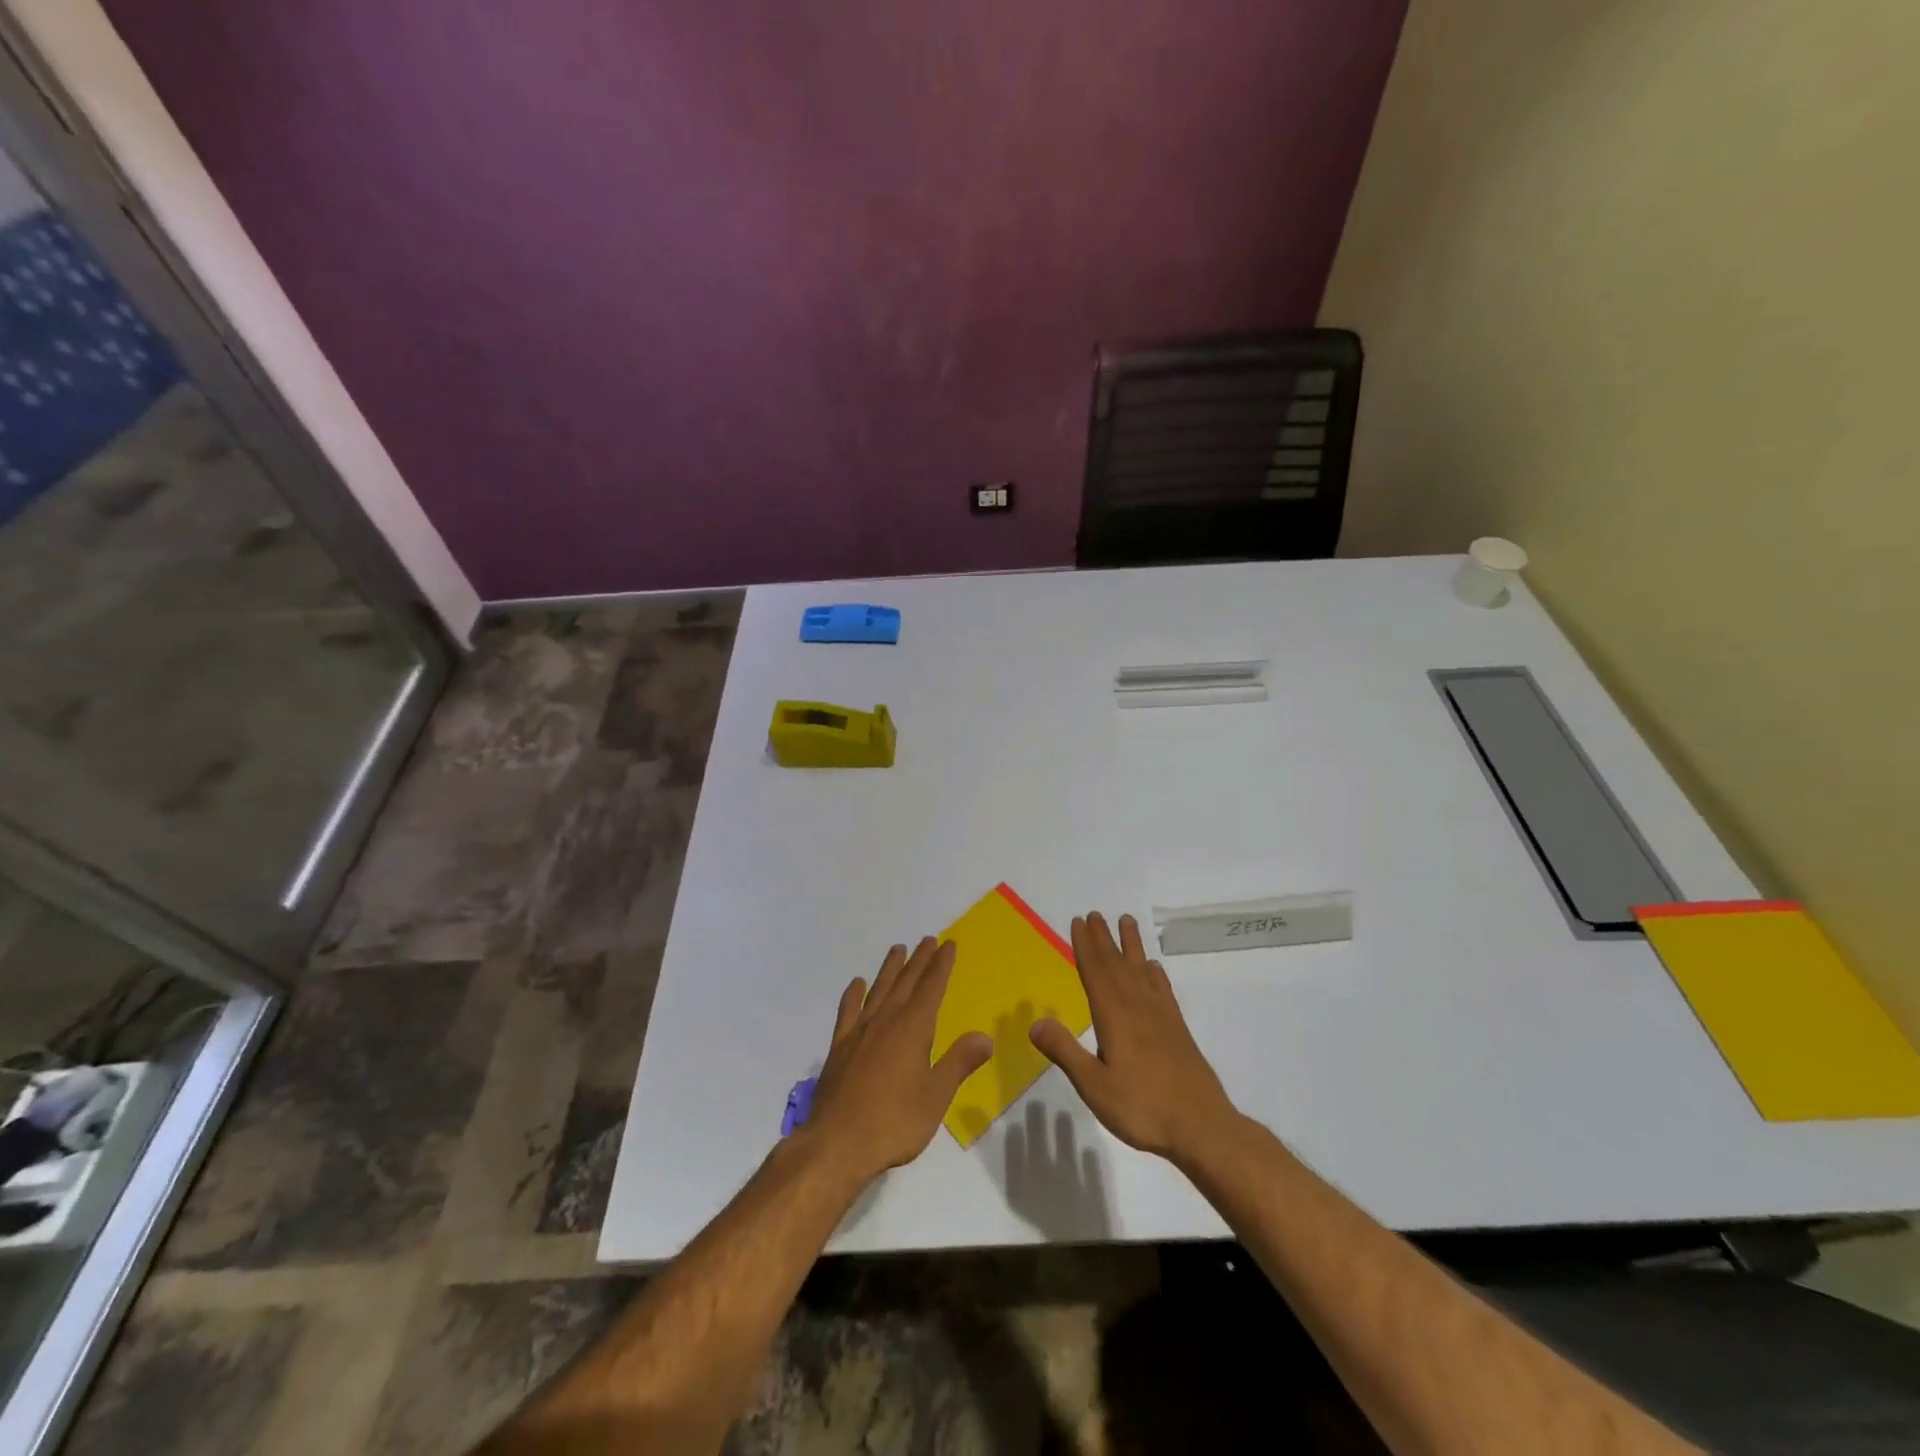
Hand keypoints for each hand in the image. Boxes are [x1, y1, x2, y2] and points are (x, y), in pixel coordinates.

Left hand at [805, 937, 992, 1184]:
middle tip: (927, 939)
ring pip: (878, 990)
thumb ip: (959, 1062)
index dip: (941, 965)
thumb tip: (985, 1037)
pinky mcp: (839, 1047)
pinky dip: (853, 995)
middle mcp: (886, 1020)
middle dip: (919, 960)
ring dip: (889, 968)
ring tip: (897, 949)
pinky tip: (857, 985)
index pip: (931, 987)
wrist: (837, 1143)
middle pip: (905, 982)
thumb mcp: (936, 1096)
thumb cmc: (894, 1121)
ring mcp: (859, 1032)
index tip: (948, 944)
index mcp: (913, 1028)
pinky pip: (848, 1011)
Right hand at [1029, 912, 1238, 1163]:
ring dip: (1131, 945)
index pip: (1096, 972)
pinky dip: (1155, 974)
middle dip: (1104, 938)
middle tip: (1095, 914)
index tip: (1078, 921)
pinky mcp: (1178, 1029)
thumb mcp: (1094, 1086)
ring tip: (1126, 921)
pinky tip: (1153, 968)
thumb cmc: (1142, 1108)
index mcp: (1114, 1016)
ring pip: (1141, 970)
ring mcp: (1161, 1016)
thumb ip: (1065, 1051)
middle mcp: (1137, 1007)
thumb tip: (1034, 1022)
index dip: (1085, 946)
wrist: (1202, 1127)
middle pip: (1117, 964)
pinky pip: (1162, 989)